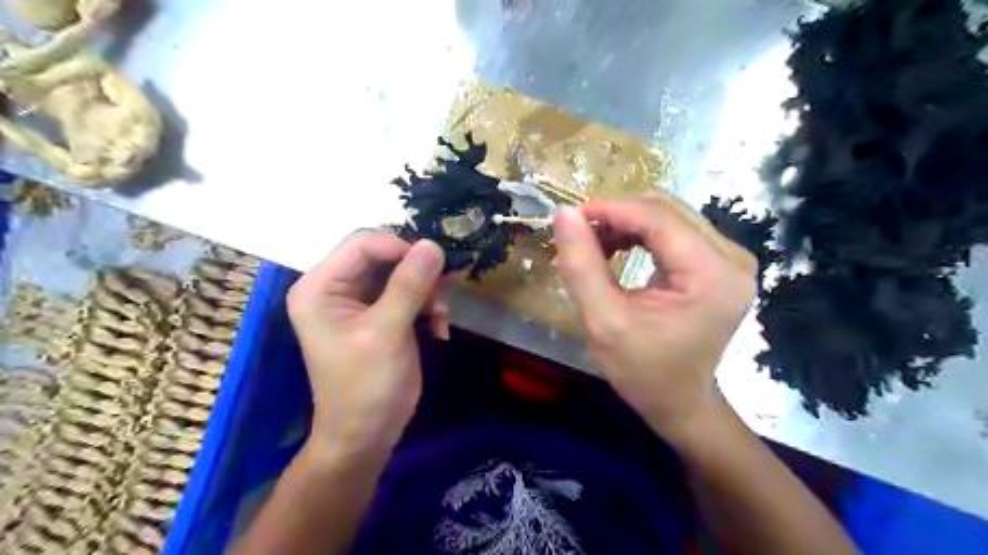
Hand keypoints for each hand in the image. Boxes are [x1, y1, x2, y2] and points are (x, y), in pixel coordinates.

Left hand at [289, 232, 449, 457]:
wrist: (367, 434)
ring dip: (427, 291)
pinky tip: (439, 329)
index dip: (399, 247)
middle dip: (417, 271)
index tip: (433, 265)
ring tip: (440, 316)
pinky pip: (410, 293)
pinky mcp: (382, 314)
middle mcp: (337, 287)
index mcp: (320, 286)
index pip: (362, 243)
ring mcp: (361, 301)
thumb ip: (408, 286)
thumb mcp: (386, 332)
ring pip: (402, 272)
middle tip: (441, 292)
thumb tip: (433, 244)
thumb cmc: (365, 386)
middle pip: (384, 255)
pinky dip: (428, 306)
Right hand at [548, 195, 757, 442]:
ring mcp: (729, 259)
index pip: (659, 220)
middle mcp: (731, 258)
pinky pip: (674, 231)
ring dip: (626, 222)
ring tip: (593, 242)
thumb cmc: (643, 372)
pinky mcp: (718, 263)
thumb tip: (563, 214)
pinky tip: (616, 247)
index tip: (570, 216)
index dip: (611, 210)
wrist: (680, 401)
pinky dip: (639, 233)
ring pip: (668, 216)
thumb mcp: (604, 323)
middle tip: (578, 232)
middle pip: (666, 212)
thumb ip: (582, 267)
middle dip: (617, 215)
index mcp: (713, 276)